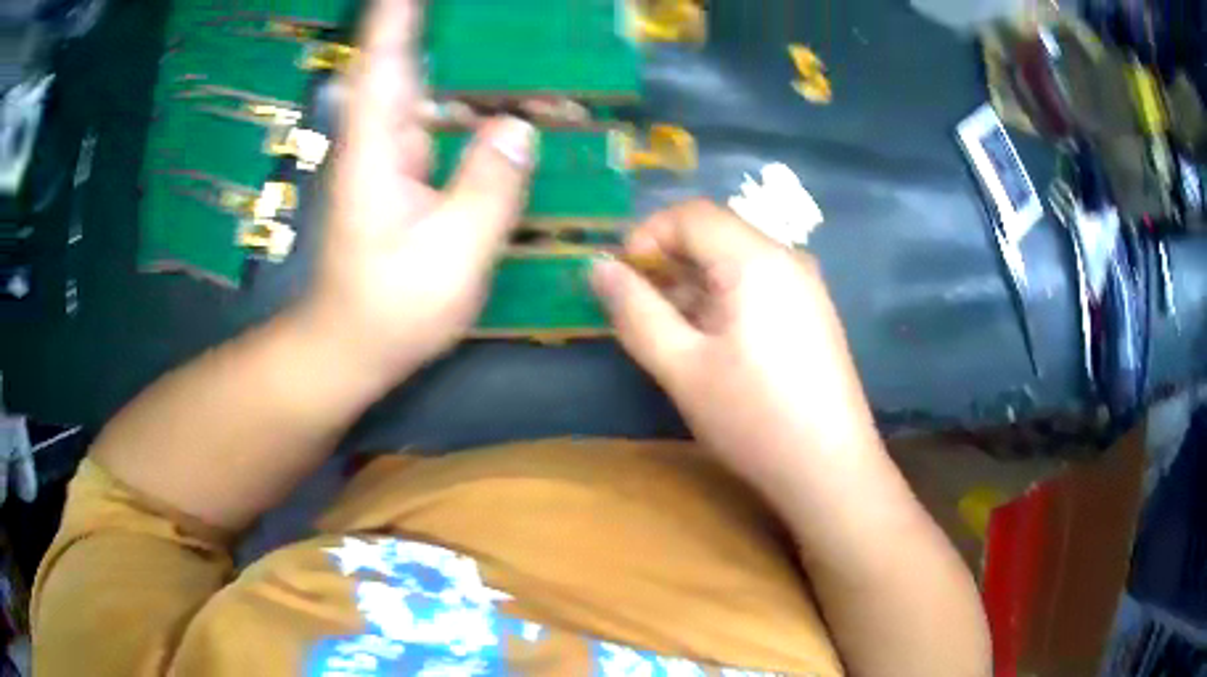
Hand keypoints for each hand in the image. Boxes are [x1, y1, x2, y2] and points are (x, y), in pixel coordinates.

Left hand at [299, 0, 534, 383]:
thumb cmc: (390, 308)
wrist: (352, 347)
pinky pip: (446, 127)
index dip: (399, 14)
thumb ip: (487, 187)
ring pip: (435, 94)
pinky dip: (479, 110)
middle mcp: (380, 140)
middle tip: (511, 18)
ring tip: (528, 49)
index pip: (385, 60)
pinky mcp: (406, 177)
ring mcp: (392, 157)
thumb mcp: (449, 255)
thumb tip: (520, 127)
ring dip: (476, 69)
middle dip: (454, 29)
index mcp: (376, 148)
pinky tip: (516, 108)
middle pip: (413, 64)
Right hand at [591, 200, 879, 481]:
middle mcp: (786, 257)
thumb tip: (598, 269)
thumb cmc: (754, 418)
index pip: (690, 213)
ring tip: (672, 334)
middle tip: (640, 311)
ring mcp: (805, 284)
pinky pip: (758, 283)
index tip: (622, 281)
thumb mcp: (682, 367)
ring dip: (694, 283)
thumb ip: (635, 311)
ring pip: (735, 260)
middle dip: (668, 262)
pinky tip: (713, 344)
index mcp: (755, 258)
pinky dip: (723, 298)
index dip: (646, 236)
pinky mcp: (812, 311)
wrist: (830, 469)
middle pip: (714, 232)